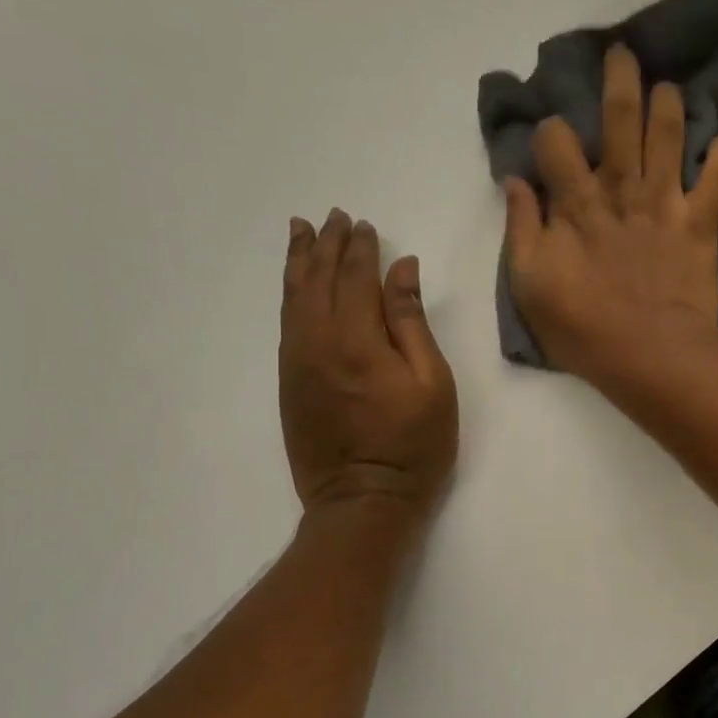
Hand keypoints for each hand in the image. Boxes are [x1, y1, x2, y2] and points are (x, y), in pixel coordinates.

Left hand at [280, 210, 457, 533]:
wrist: (362, 501)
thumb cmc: (413, 445)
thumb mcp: (432, 383)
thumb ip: (412, 322)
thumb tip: (402, 270)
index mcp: (358, 340)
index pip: (357, 277)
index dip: (361, 248)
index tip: (364, 225)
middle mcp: (319, 342)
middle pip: (318, 279)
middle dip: (326, 245)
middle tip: (332, 217)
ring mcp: (298, 362)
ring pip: (293, 298)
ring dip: (298, 262)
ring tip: (300, 232)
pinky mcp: (289, 382)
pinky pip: (285, 324)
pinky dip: (289, 295)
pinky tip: (295, 284)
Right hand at [504, 44, 717, 387]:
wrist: (651, 355)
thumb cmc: (583, 327)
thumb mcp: (529, 285)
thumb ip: (522, 229)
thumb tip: (516, 182)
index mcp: (576, 204)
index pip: (557, 143)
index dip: (550, 132)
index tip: (550, 138)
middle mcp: (621, 190)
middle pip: (619, 121)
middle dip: (620, 82)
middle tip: (624, 53)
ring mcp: (664, 204)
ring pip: (669, 138)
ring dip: (670, 106)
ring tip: (670, 86)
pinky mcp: (699, 225)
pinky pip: (717, 183)